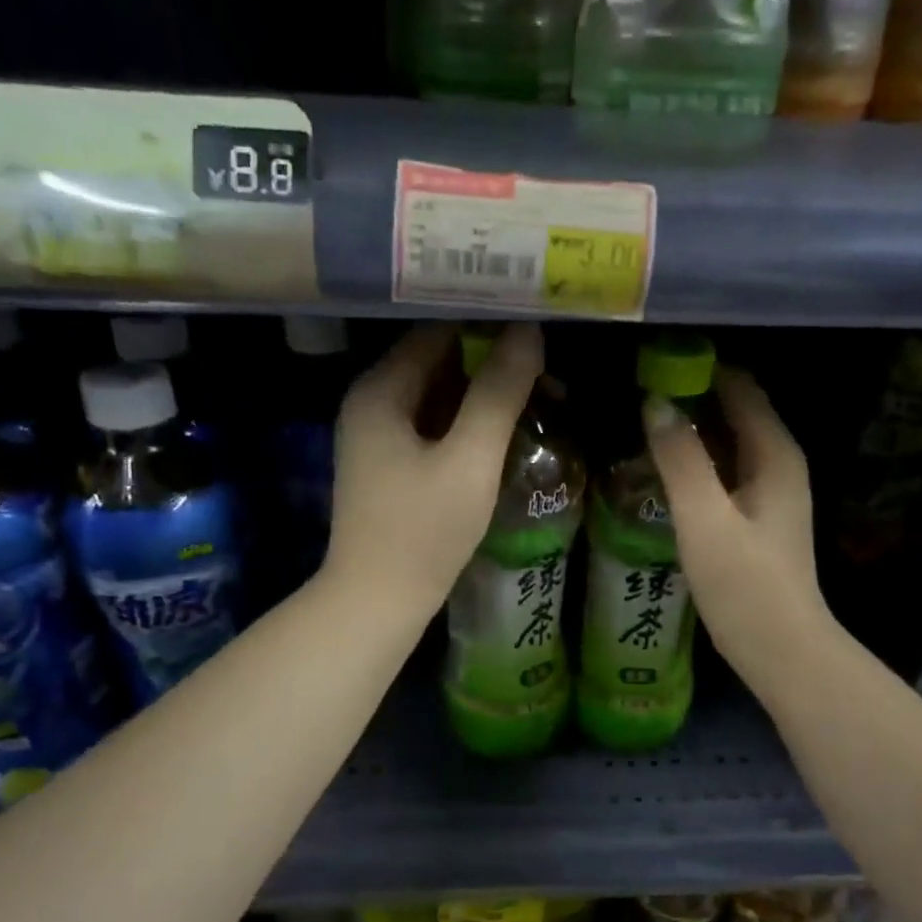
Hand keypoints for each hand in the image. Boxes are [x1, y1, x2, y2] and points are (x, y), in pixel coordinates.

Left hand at [326, 322, 542, 613]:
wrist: (377, 602)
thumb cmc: (423, 531)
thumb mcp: (470, 460)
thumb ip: (498, 394)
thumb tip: (529, 330)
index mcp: (381, 389)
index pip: (438, 328)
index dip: (488, 320)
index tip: (538, 319)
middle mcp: (373, 401)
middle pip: (439, 360)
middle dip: (493, 359)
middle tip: (549, 363)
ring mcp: (379, 434)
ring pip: (440, 394)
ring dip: (485, 392)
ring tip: (541, 391)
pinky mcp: (391, 463)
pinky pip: (435, 425)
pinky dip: (469, 421)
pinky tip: (507, 427)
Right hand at [644, 368, 835, 690]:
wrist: (781, 649)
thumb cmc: (745, 585)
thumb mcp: (705, 519)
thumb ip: (680, 459)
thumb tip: (655, 403)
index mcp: (775, 454)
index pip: (740, 388)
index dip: (699, 370)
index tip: (651, 361)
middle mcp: (778, 464)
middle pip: (734, 411)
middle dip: (690, 397)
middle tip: (635, 390)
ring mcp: (769, 492)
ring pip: (727, 443)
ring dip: (690, 430)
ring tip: (640, 422)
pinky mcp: (756, 517)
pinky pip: (724, 471)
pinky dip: (696, 461)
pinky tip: (662, 468)